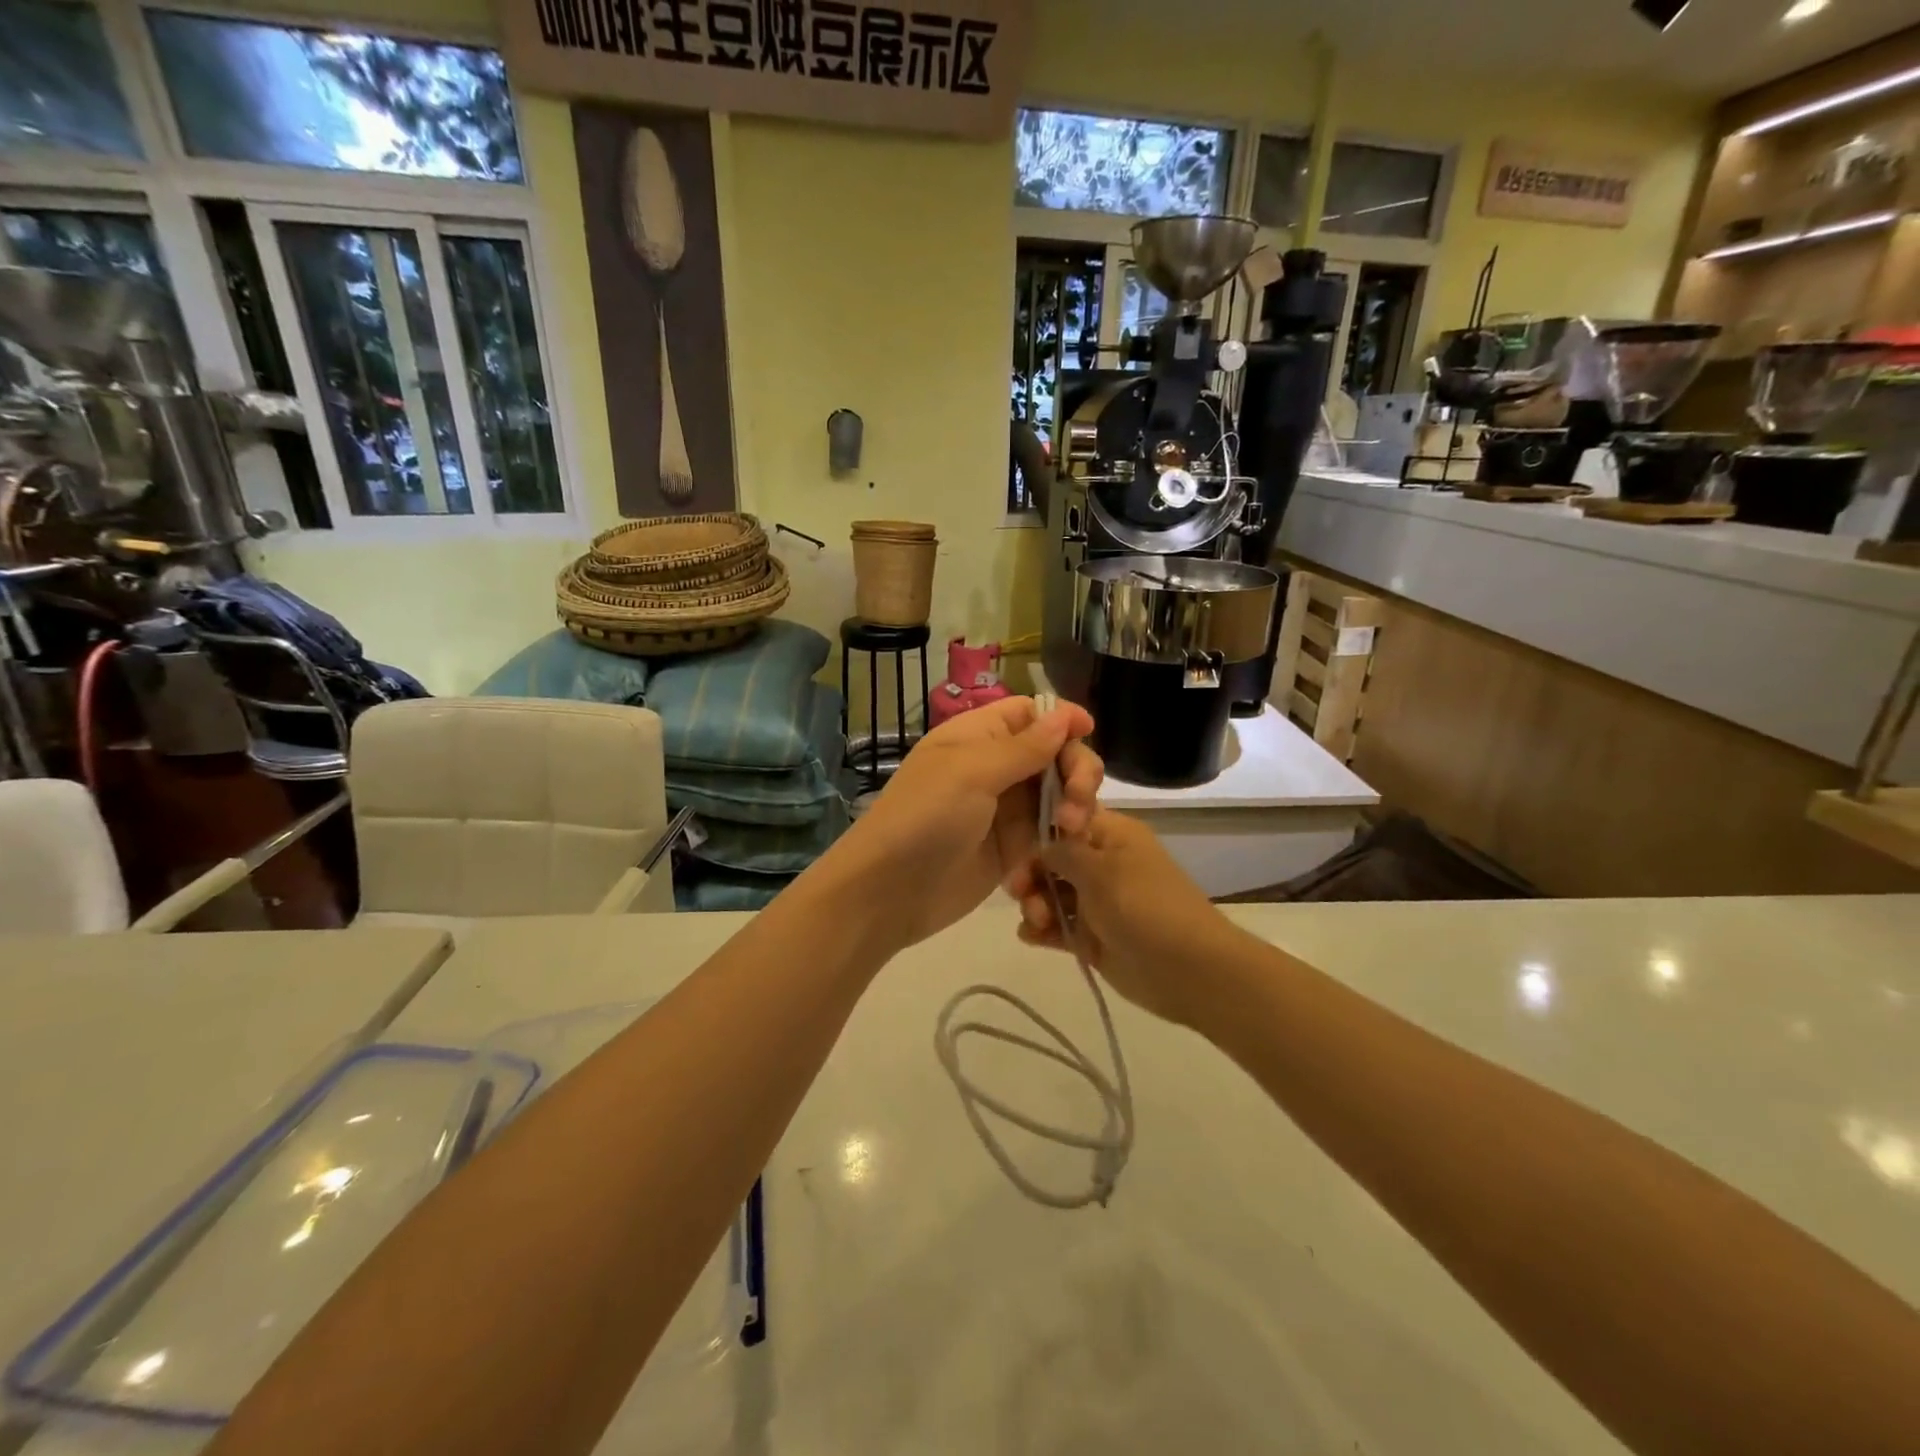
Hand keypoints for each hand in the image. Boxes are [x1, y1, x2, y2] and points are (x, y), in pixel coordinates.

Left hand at [828, 696, 1101, 953]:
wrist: (890, 892)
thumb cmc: (925, 816)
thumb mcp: (972, 772)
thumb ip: (1024, 747)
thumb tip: (1065, 715)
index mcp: (978, 736)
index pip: (1029, 714)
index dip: (1061, 718)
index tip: (1088, 731)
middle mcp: (996, 767)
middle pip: (1054, 753)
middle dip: (1076, 768)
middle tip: (1078, 797)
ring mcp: (1006, 809)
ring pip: (1059, 793)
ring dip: (1076, 804)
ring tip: (1071, 828)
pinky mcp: (1014, 848)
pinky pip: (1051, 831)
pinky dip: (1066, 834)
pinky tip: (1067, 846)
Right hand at [1012, 809, 1232, 1027]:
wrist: (1188, 969)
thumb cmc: (1143, 905)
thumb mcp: (1099, 869)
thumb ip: (1063, 852)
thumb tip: (1041, 845)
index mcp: (1112, 835)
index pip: (1066, 819)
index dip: (1040, 830)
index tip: (1017, 845)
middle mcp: (1102, 864)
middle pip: (1053, 859)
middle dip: (1032, 873)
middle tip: (1017, 891)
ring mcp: (1097, 902)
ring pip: (1052, 894)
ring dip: (1035, 904)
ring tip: (1037, 922)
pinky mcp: (1092, 937)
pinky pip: (1058, 927)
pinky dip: (1042, 930)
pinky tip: (1030, 936)